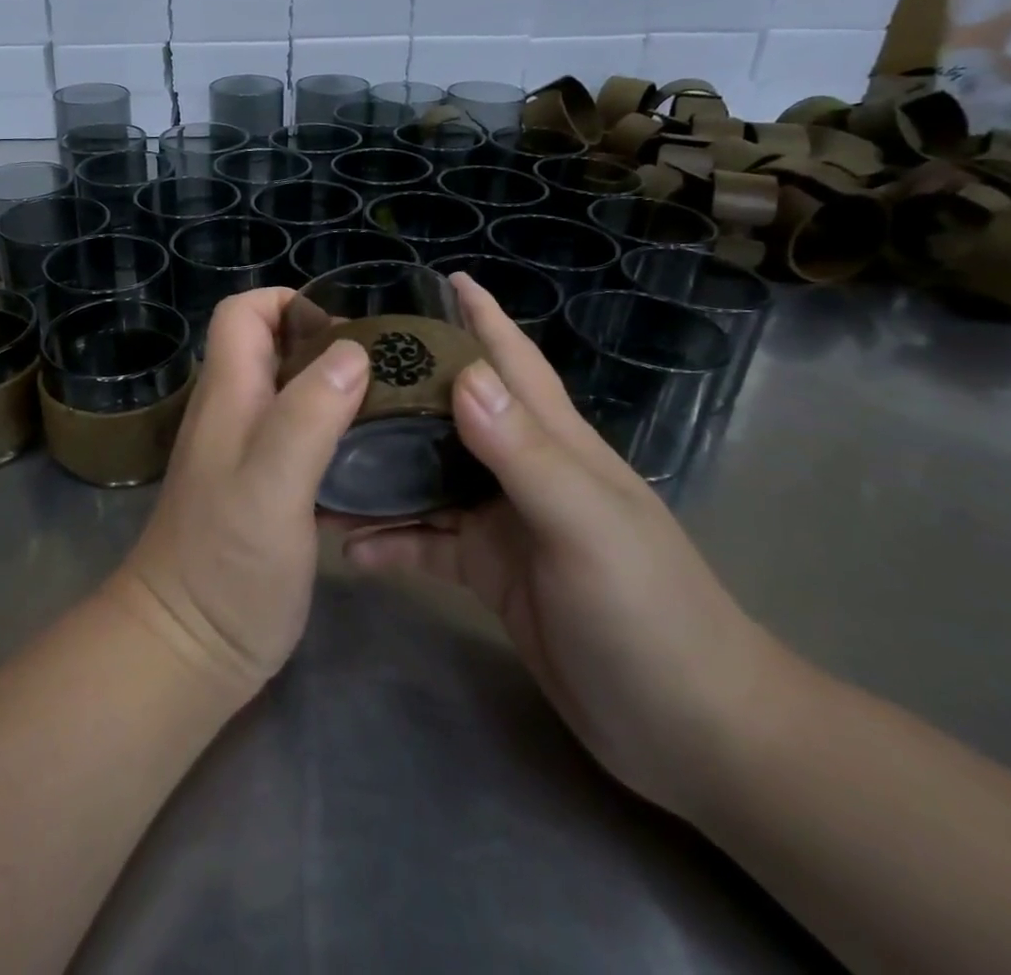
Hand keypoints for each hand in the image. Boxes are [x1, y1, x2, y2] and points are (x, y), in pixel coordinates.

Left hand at [116, 288, 369, 699]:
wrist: (187, 648)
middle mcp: (234, 413)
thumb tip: (352, 350)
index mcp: (229, 395)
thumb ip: (307, 414)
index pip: (243, 313)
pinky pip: (303, 438)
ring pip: (292, 392)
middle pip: (273, 347)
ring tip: (395, 406)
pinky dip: (335, 433)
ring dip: (337, 388)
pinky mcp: (265, 489)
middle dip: (327, 343)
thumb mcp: (271, 484)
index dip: (289, 303)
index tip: (346, 329)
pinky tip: (376, 457)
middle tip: (389, 369)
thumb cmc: (225, 564)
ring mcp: (247, 452)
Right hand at [340, 275, 790, 818]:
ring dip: (379, 467)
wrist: (691, 733)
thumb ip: (525, 452)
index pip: (509, 358)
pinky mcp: (487, 570)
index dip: (476, 314)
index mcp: (553, 440)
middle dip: (400, 382)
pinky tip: (349, 547)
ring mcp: (502, 520)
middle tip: (334, 366)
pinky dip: (389, 539)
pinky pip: (425, 540)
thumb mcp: (586, 526)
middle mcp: (521, 468)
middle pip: (449, 409)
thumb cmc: (650, 613)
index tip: (431, 278)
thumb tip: (465, 375)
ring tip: (319, 456)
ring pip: (425, 475)